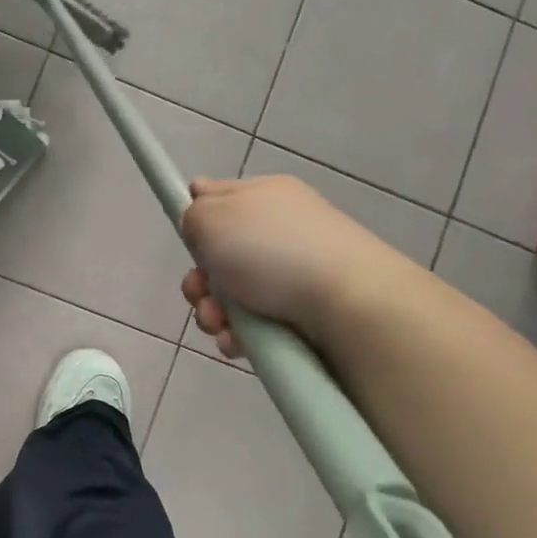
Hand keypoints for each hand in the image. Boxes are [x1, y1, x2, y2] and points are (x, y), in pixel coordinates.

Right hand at [180, 175, 419, 355]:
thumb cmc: (272, 251)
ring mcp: (294, 274)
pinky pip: (255, 324)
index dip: (197, 216)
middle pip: (219, 255)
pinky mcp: (304, 313)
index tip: (188, 237)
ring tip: (220, 324)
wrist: (349, 305)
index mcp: (264, 195)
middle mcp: (280, 231)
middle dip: (200, 280)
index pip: (219, 195)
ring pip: (232, 296)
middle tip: (200, 292)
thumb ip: (192, 215)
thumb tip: (199, 222)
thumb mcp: (212, 217)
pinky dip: (240, 335)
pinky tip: (240, 342)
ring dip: (213, 313)